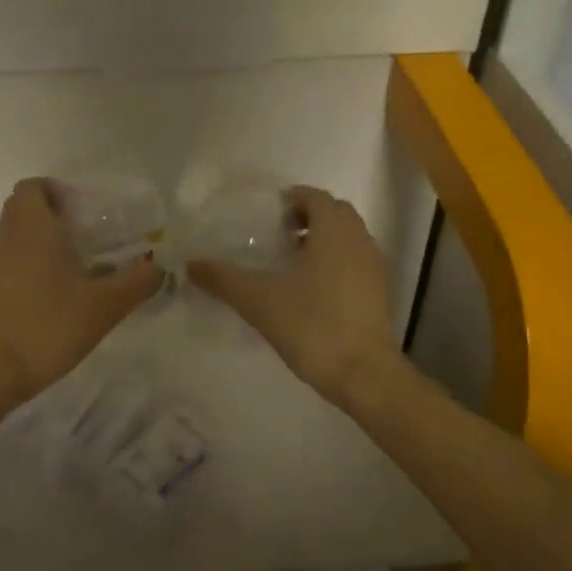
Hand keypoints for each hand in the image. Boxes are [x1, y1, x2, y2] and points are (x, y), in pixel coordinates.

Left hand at [0, 178, 163, 405]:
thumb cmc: (47, 328)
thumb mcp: (105, 306)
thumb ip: (137, 282)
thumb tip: (160, 267)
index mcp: (32, 231)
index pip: (31, 187)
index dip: (54, 190)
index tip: (81, 210)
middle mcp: (4, 242)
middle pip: (21, 211)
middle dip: (50, 217)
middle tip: (83, 239)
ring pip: (12, 242)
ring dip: (37, 247)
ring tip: (70, 275)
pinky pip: (4, 271)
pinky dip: (24, 275)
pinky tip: (46, 305)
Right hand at [188, 186, 396, 405]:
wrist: (363, 374)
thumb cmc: (312, 325)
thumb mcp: (259, 301)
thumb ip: (224, 279)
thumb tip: (190, 264)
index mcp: (334, 231)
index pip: (316, 196)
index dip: (291, 199)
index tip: (267, 216)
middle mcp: (360, 240)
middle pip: (335, 213)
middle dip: (307, 218)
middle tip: (277, 237)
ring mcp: (375, 267)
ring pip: (348, 238)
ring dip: (323, 240)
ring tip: (292, 263)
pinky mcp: (381, 292)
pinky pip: (356, 261)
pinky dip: (336, 261)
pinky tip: (312, 290)